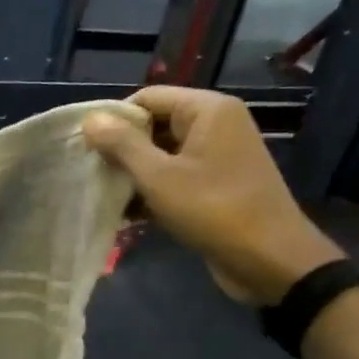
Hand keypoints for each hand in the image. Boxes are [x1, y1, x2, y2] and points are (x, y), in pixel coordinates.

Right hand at [84, 87, 341, 304]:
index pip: (147, 98)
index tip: (88, 149)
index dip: (115, 120)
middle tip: (94, 175)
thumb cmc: (213, 210)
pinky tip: (129, 214)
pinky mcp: (217, 182)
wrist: (270, 260)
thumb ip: (122, 144)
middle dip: (122, 149)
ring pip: (162, 153)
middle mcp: (216, 124)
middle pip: (154, 124)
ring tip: (107, 196)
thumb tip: (90, 118)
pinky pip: (176, 175)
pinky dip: (153, 190)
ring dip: (135, 174)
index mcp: (207, 110)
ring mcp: (218, 154)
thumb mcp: (159, 177)